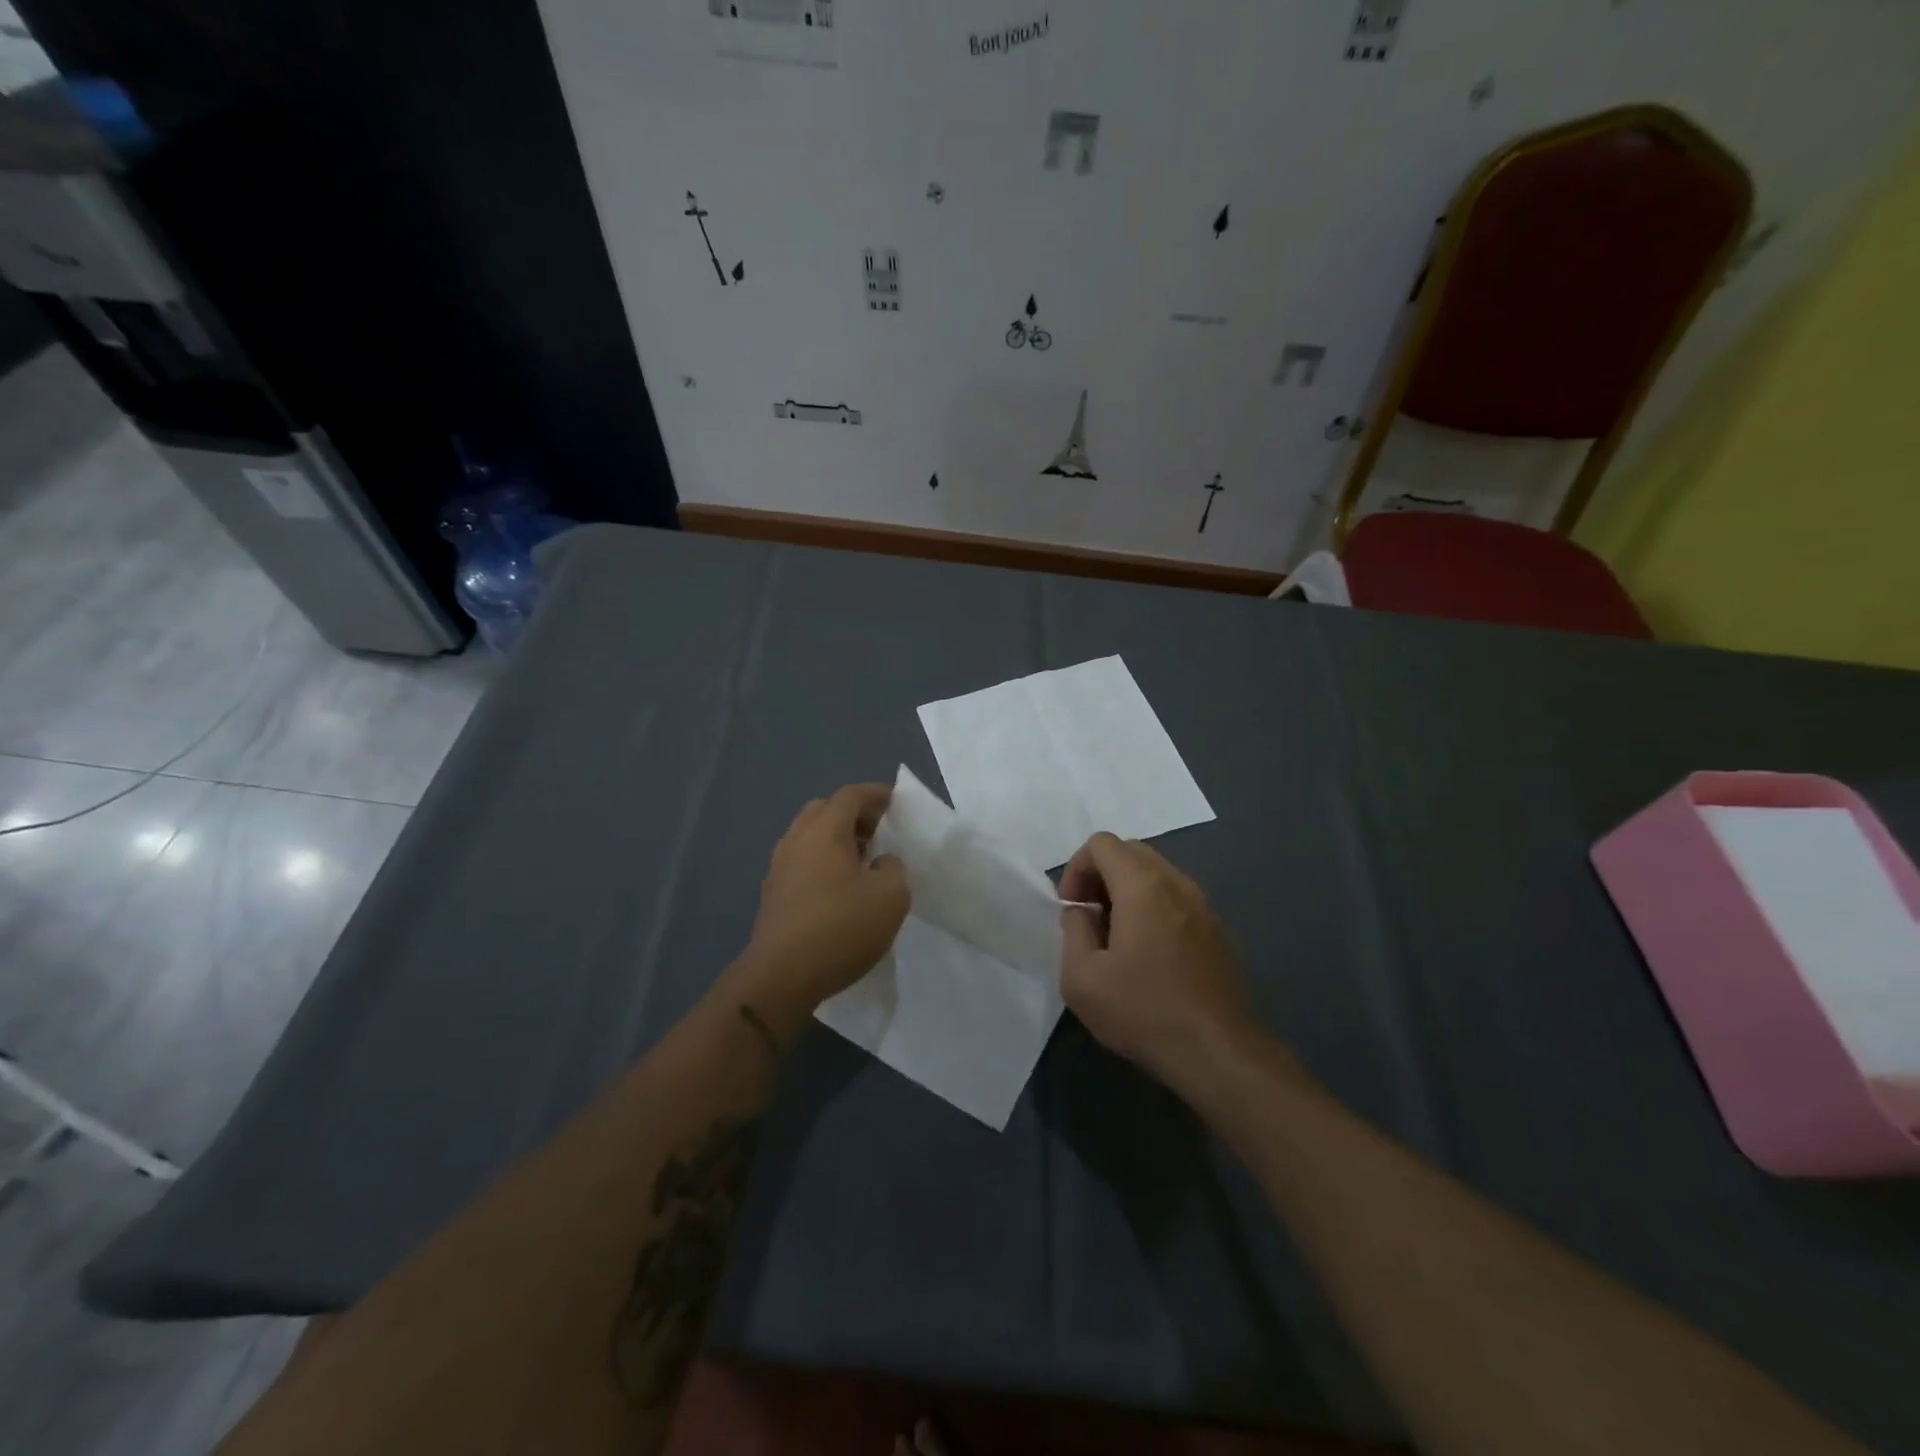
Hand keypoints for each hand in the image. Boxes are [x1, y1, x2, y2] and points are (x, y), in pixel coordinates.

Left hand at [745, 783, 909, 1008]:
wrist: (781, 976)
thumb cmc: (841, 928)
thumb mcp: (891, 897)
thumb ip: (894, 868)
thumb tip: (881, 862)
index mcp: (824, 830)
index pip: (850, 795)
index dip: (875, 793)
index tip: (895, 802)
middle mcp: (796, 840)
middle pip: (824, 810)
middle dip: (852, 814)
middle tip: (877, 833)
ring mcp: (778, 867)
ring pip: (808, 837)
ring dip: (835, 840)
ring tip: (862, 863)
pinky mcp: (772, 894)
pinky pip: (800, 862)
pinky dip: (821, 862)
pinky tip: (838, 889)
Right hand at [1059, 833, 1249, 1092]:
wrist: (1217, 1052)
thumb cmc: (1143, 1011)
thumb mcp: (1081, 977)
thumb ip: (1073, 930)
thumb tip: (1082, 913)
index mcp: (1143, 886)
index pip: (1102, 843)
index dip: (1076, 868)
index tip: (1071, 908)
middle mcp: (1177, 883)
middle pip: (1130, 851)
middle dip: (1101, 875)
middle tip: (1089, 917)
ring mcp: (1203, 905)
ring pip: (1156, 873)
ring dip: (1127, 890)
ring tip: (1116, 936)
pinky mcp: (1217, 929)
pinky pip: (1176, 898)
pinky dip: (1153, 907)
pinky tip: (1148, 953)